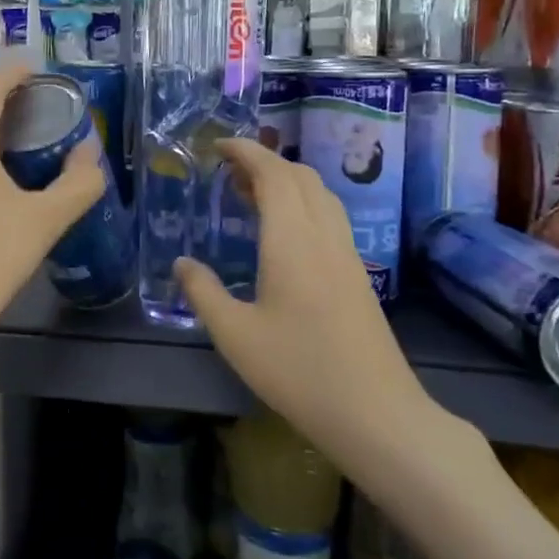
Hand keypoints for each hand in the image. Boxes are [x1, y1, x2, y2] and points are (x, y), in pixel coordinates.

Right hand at [176, 141, 457, 475]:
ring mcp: (347, 255)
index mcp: (292, 241)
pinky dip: (302, 204)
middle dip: (265, 161)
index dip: (246, 152)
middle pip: (301, 177)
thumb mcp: (234, 335)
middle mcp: (324, 236)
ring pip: (320, 195)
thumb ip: (203, 292)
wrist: (376, 413)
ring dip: (286, 181)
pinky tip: (283, 233)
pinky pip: (329, 217)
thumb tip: (182, 263)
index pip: (273, 175)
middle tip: (229, 171)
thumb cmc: (298, 370)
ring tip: (251, 194)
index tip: (218, 145)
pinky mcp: (357, 275)